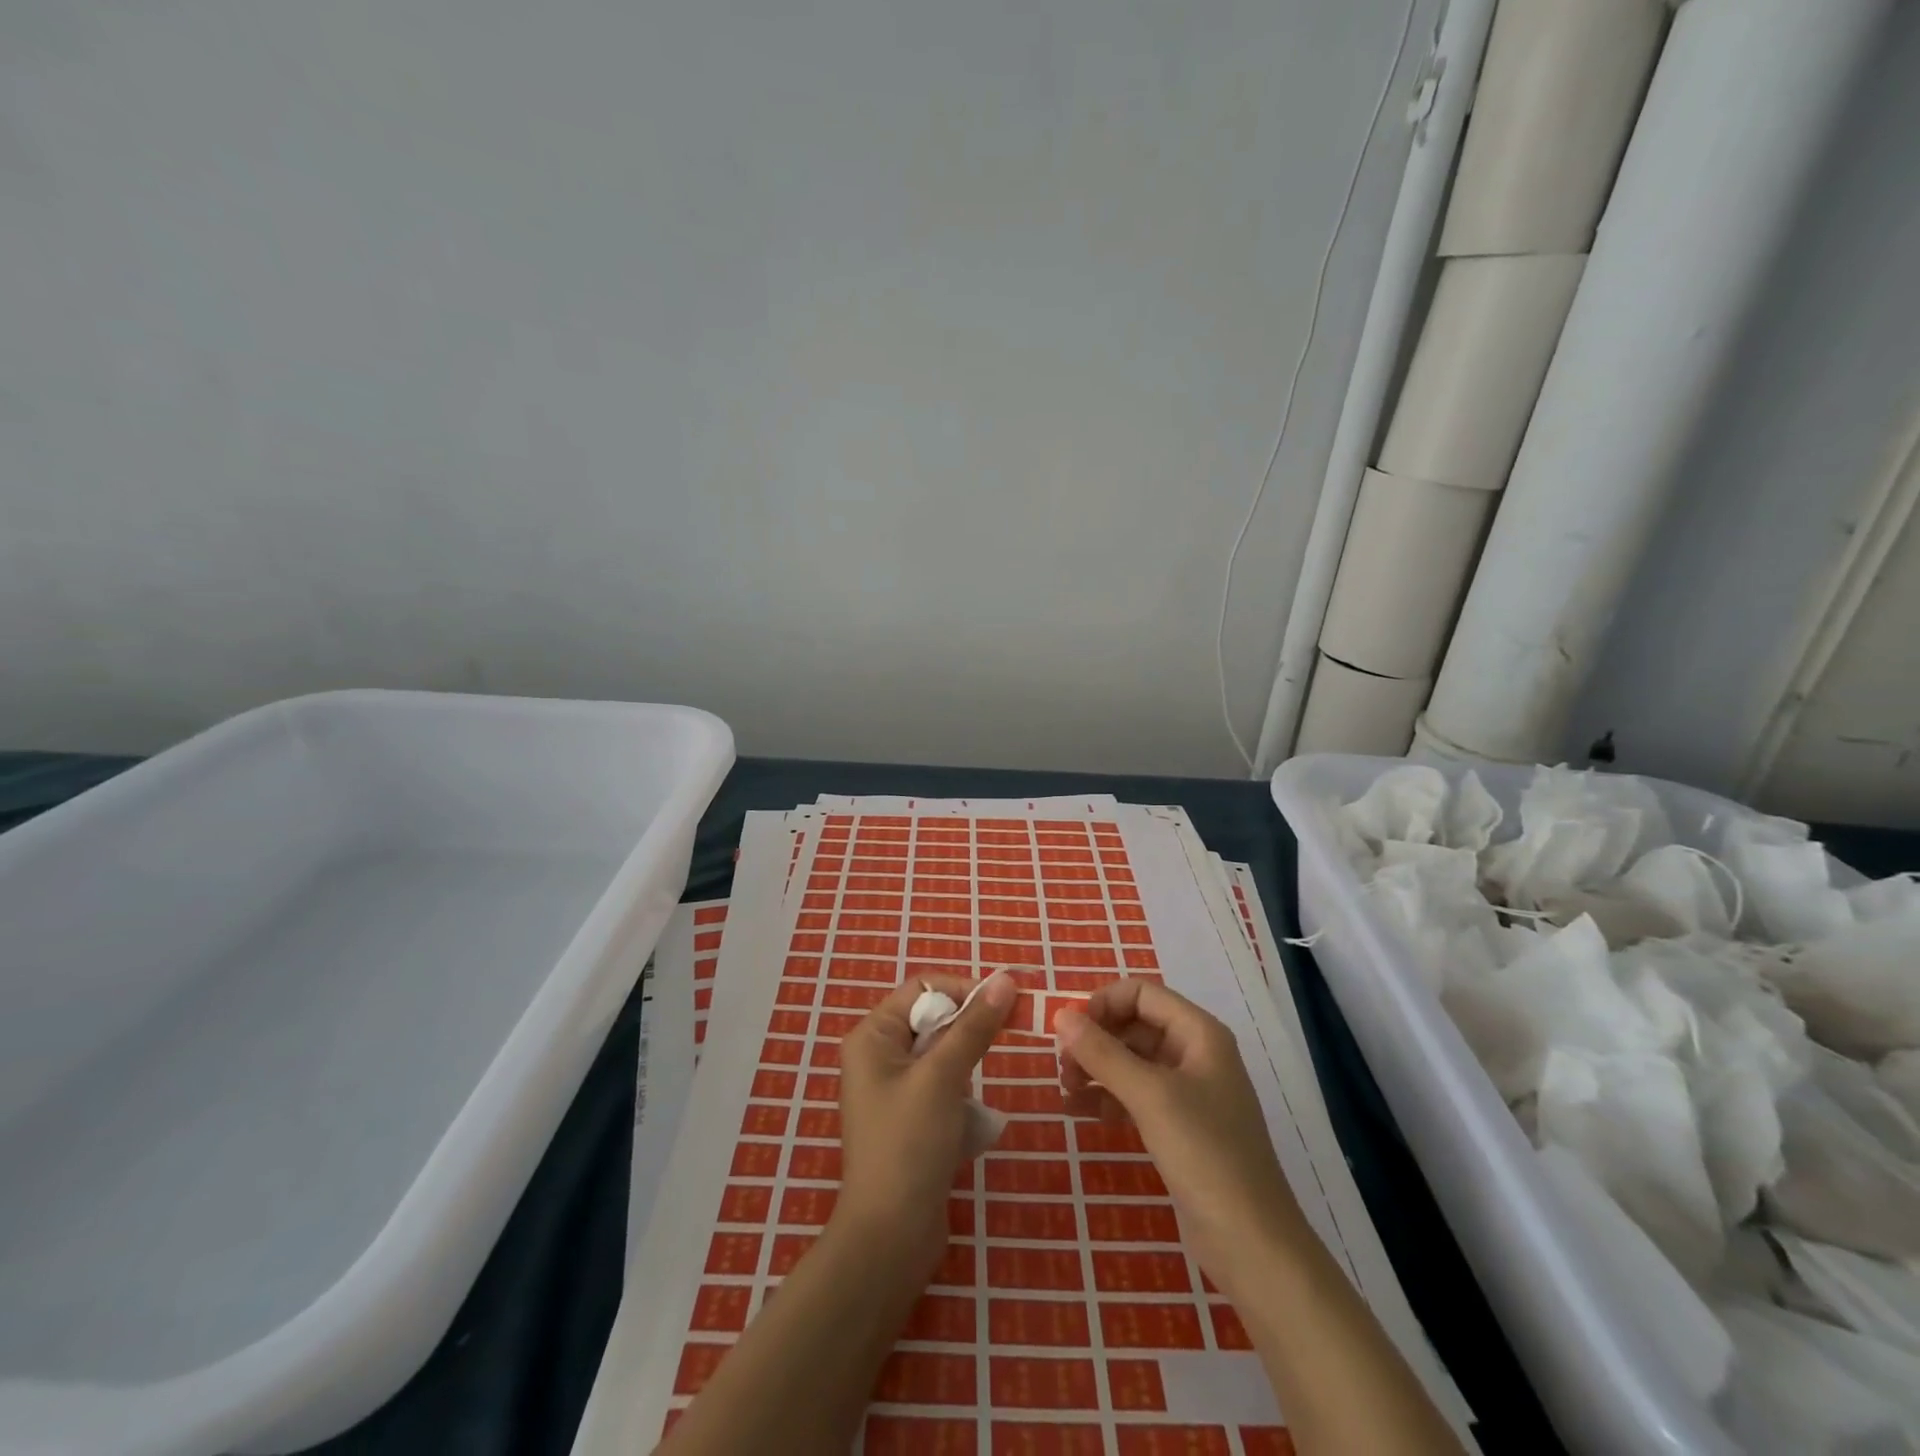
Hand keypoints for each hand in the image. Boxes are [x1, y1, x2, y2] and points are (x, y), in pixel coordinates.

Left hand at [835, 970, 1017, 1271]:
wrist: (890, 1238)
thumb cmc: (909, 1144)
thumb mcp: (943, 1077)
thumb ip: (974, 1026)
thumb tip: (1005, 979)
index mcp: (873, 1036)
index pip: (922, 988)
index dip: (962, 991)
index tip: (1002, 1007)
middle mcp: (878, 1055)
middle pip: (933, 1019)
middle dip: (966, 1034)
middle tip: (992, 1053)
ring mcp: (892, 1089)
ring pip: (942, 1055)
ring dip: (964, 1070)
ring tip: (966, 1103)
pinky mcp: (909, 1118)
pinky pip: (942, 1087)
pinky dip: (960, 1097)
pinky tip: (966, 1125)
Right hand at [1055, 978, 1303, 1298]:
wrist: (1252, 1245)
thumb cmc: (1205, 1155)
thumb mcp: (1149, 1096)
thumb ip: (1102, 1053)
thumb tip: (1061, 1015)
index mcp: (1199, 1033)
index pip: (1141, 993)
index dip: (1102, 1003)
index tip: (1068, 1030)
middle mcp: (1195, 1053)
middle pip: (1134, 1025)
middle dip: (1096, 1039)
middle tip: (1062, 1066)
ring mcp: (1188, 1092)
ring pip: (1132, 1060)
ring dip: (1097, 1068)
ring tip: (1065, 1090)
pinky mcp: (1180, 1127)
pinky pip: (1136, 1095)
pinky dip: (1107, 1097)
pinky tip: (1080, 1112)